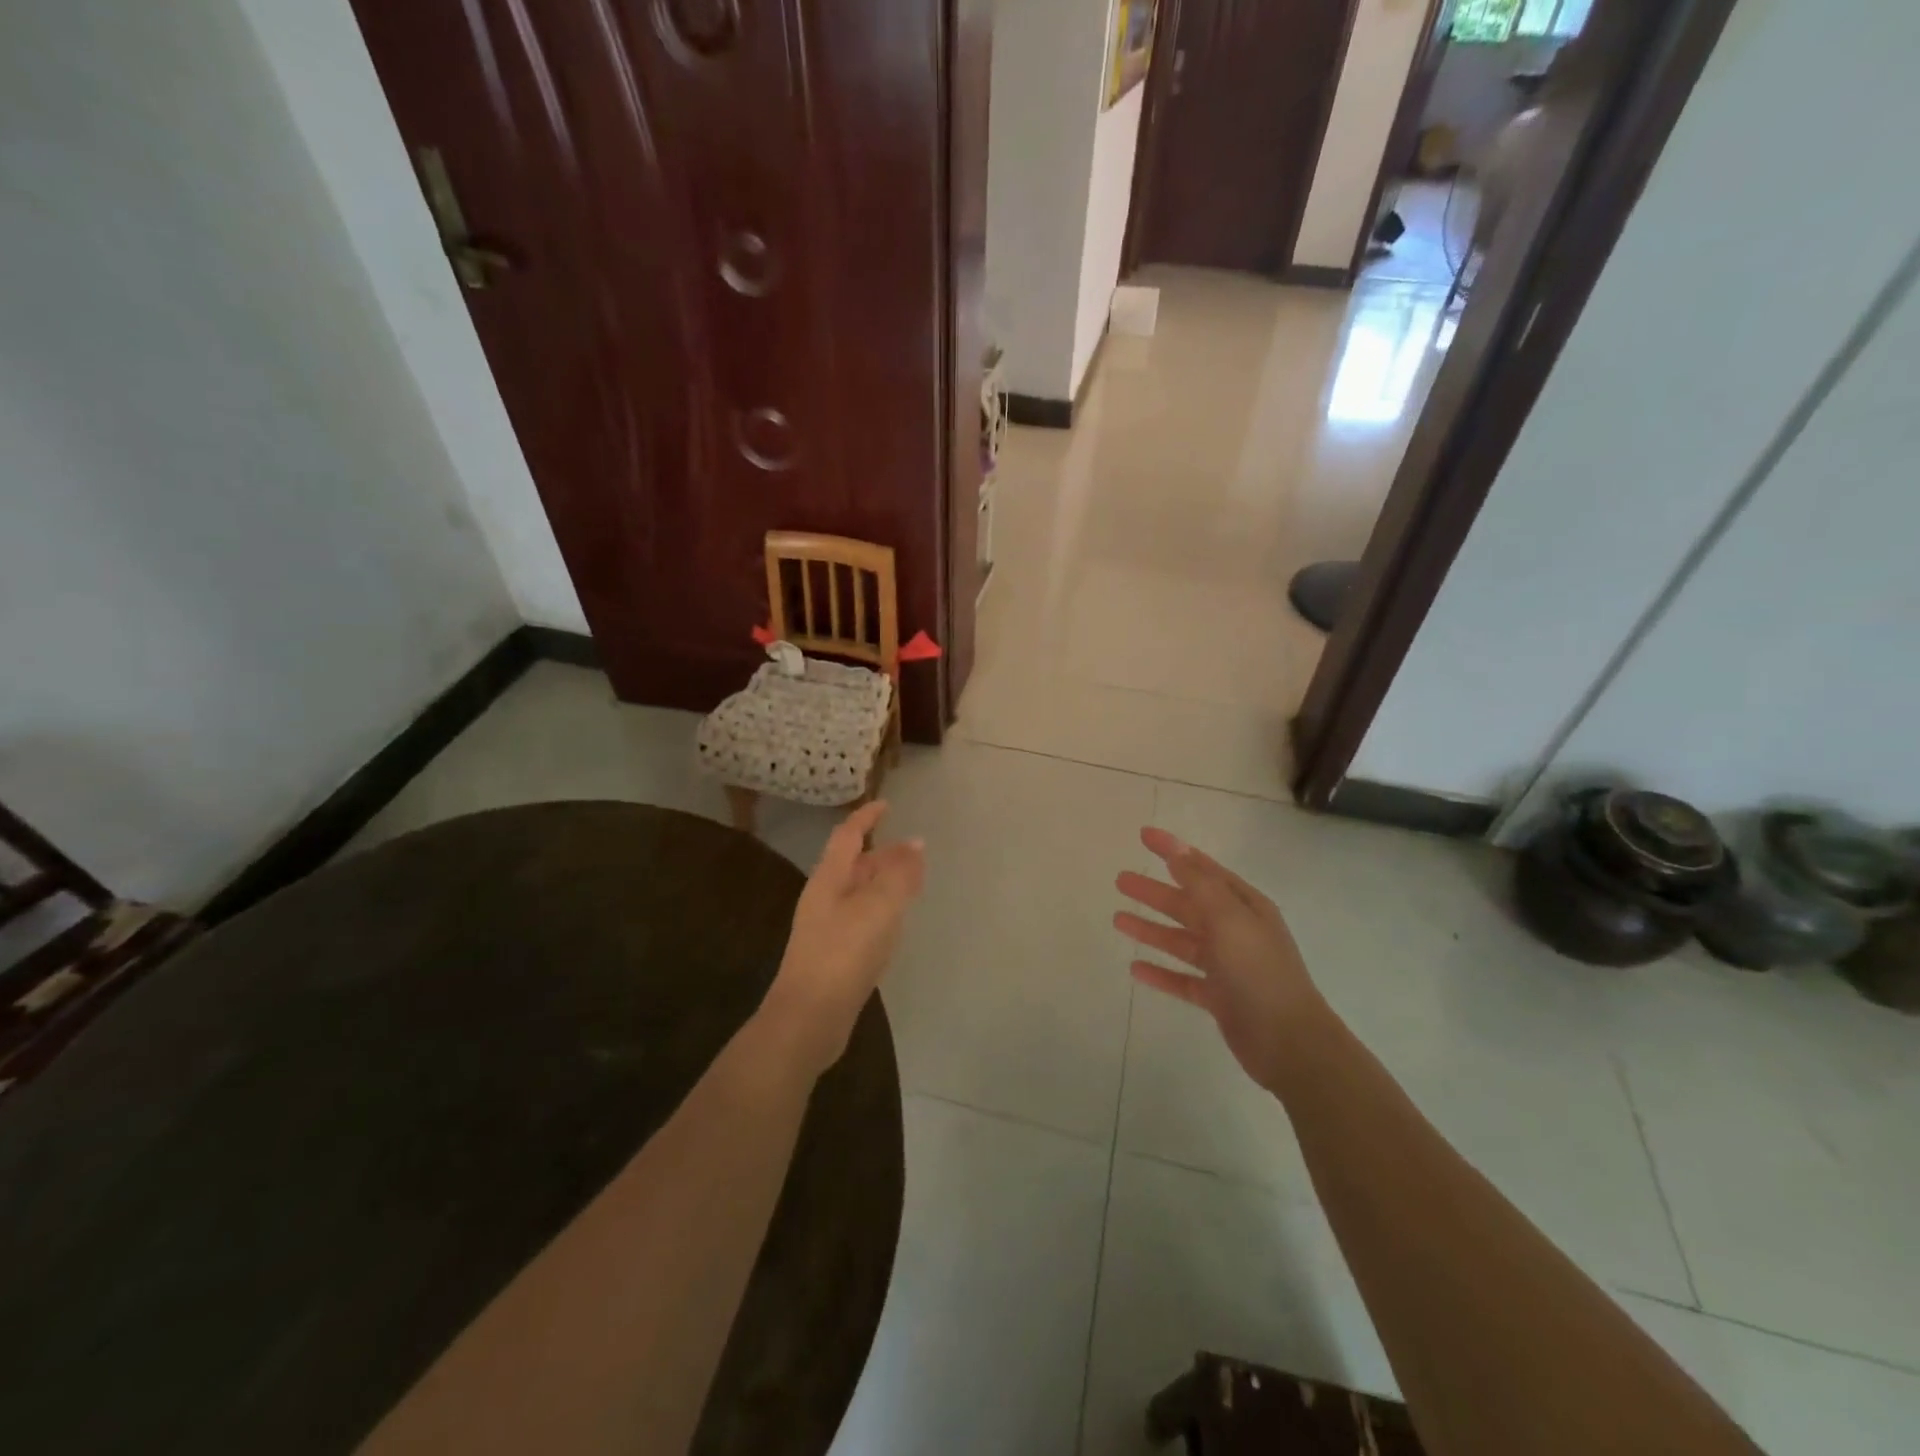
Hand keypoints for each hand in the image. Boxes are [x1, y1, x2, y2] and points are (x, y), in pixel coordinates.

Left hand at [759, 801, 924, 1075]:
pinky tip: (894, 923)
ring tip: (909, 880)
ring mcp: (827, 928)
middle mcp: (824, 898)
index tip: (886, 804)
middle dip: (881, 852)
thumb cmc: (843, 953)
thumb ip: (898, 874)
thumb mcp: (878, 907)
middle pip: (853, 864)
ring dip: (882, 881)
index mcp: (829, 879)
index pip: (848, 835)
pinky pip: (861, 918)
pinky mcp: (835, 955)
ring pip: (858, 892)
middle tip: (912, 849)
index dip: (866, 818)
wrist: (809, 1018)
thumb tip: (915, 843)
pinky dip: (881, 909)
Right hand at [1114, 827, 1326, 1092]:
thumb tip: (1177, 851)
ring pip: (1181, 940)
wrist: (1289, 1043)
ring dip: (1151, 929)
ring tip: (1117, 920)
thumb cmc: (1259, 972)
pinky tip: (1135, 968)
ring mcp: (1227, 966)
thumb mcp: (1229, 919)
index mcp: (1244, 906)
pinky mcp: (1218, 997)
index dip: (1174, 850)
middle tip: (1121, 880)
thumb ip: (1200, 884)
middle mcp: (1236, 931)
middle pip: (1187, 904)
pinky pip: (1182, 978)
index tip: (1144, 835)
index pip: (1202, 868)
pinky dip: (1160, 972)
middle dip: (1154, 891)